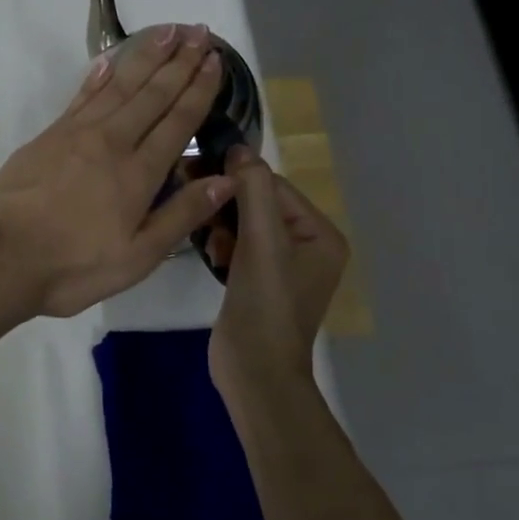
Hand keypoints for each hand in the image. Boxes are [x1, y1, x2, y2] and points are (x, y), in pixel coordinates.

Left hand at [0, 24, 234, 319]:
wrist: (0, 256)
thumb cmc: (73, 266)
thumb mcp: (137, 257)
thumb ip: (181, 216)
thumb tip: (227, 179)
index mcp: (138, 173)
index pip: (177, 122)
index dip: (198, 89)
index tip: (215, 60)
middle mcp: (111, 142)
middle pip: (152, 94)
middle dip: (179, 61)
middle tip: (199, 31)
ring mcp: (76, 134)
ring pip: (119, 86)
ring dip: (145, 57)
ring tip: (167, 31)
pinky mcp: (48, 135)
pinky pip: (82, 96)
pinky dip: (98, 75)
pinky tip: (110, 60)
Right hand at [209, 145, 350, 386]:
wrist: (254, 371)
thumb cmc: (265, 304)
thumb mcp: (261, 241)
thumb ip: (253, 190)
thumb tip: (239, 148)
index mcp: (321, 235)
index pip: (276, 187)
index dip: (240, 180)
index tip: (200, 173)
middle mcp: (308, 246)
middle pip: (260, 204)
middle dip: (229, 206)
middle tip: (197, 206)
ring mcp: (283, 266)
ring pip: (245, 224)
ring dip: (223, 227)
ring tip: (210, 243)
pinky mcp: (259, 281)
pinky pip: (239, 246)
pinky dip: (223, 246)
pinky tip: (213, 257)